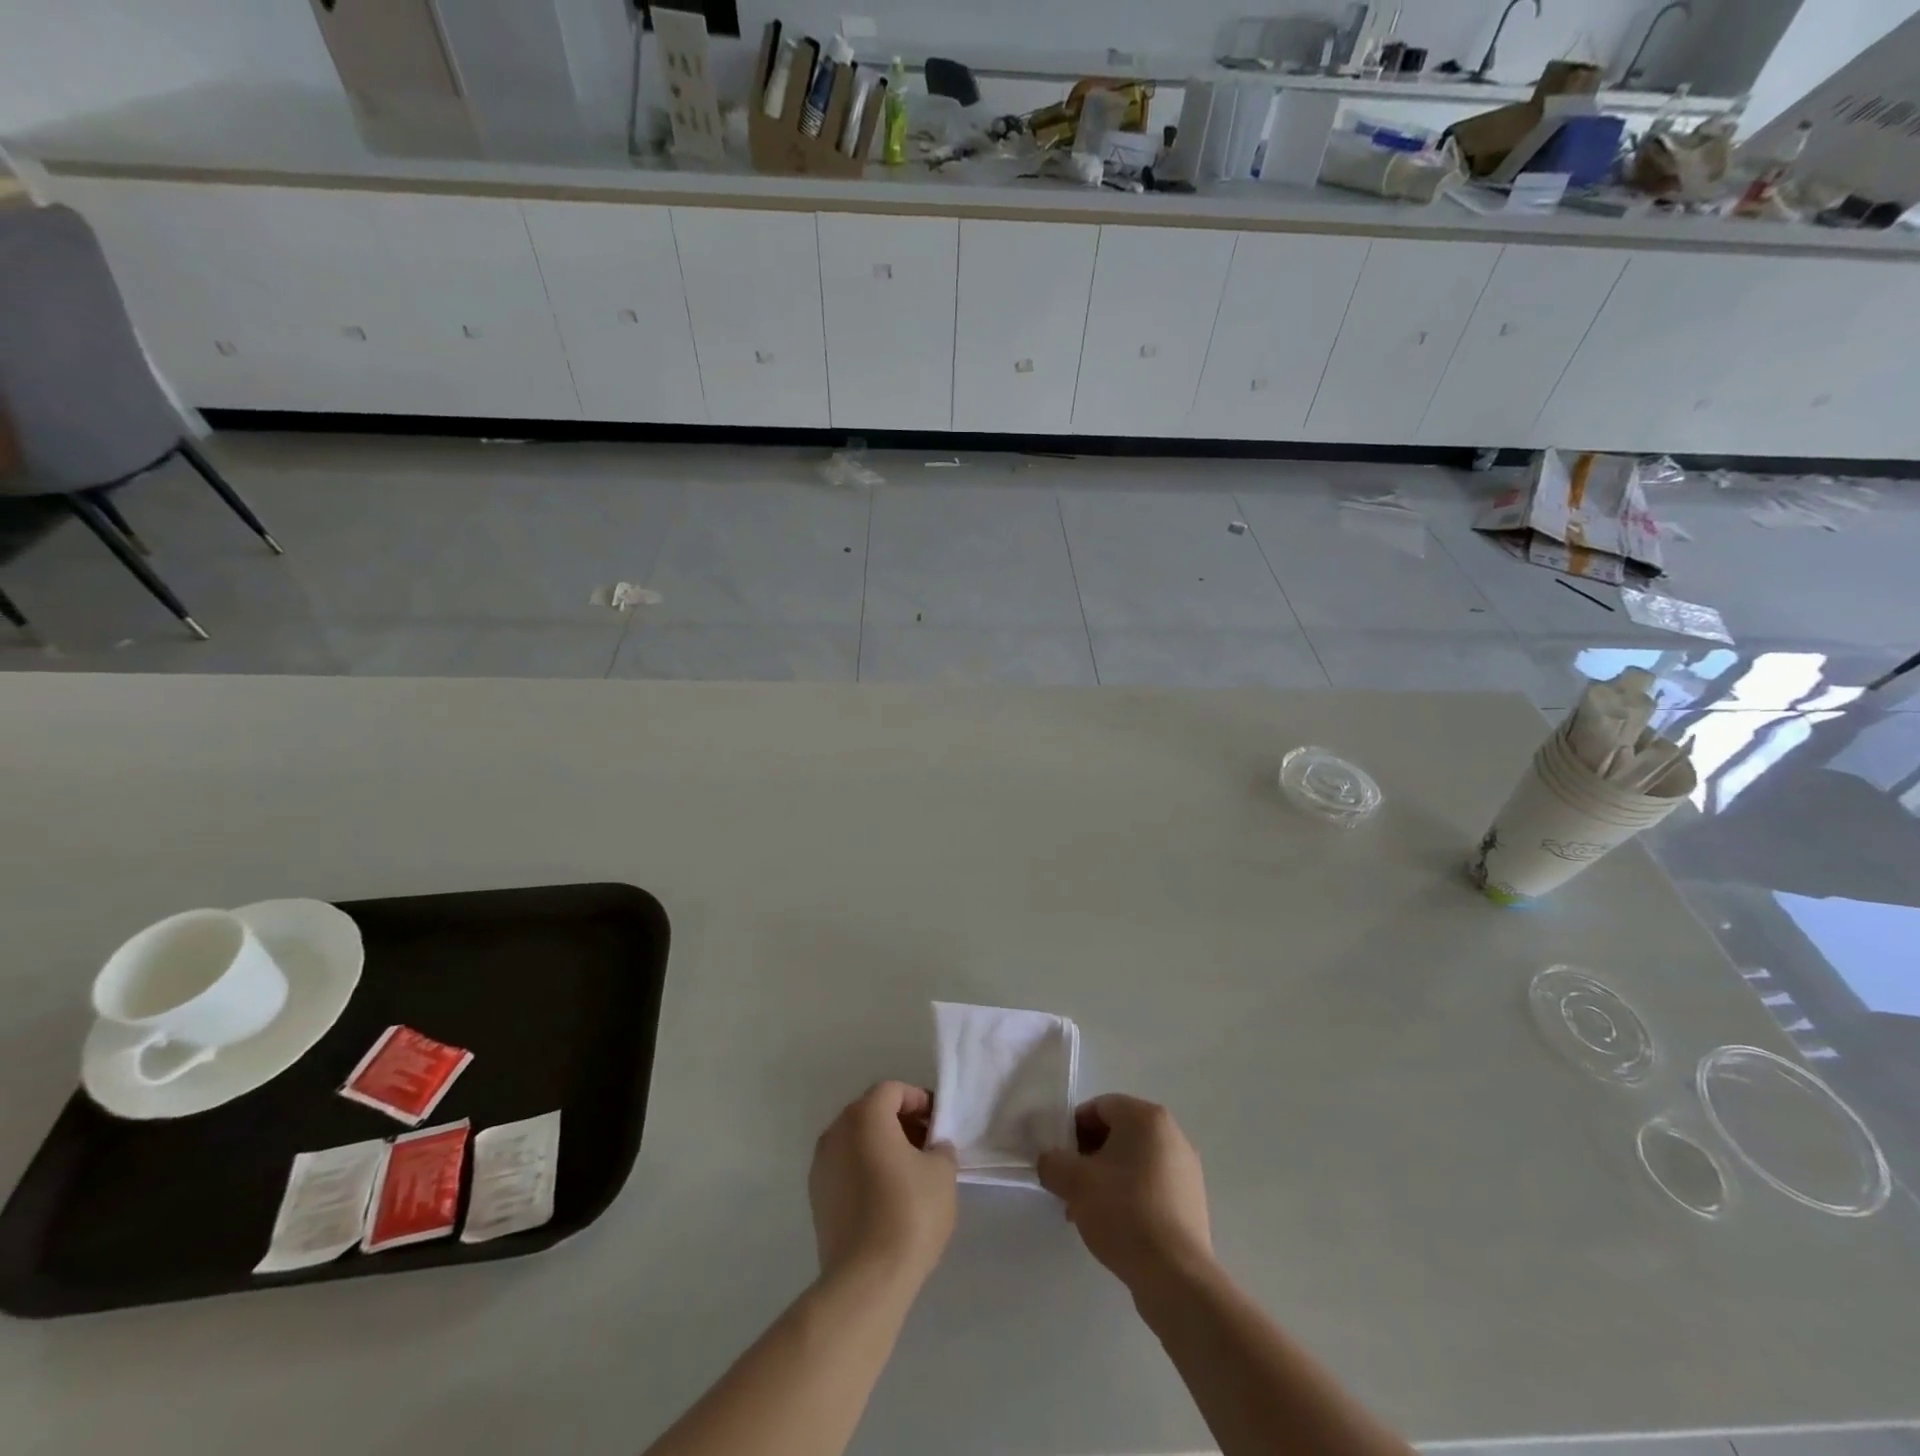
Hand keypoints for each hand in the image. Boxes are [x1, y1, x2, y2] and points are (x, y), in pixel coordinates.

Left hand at [809, 1082, 957, 1287]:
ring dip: (884, 1147)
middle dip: (902, 1123)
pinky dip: (867, 1170)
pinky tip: (888, 1198)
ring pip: (857, 1141)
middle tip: (929, 1146)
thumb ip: (940, 1148)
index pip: (893, 1091)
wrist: (865, 1281)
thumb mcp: (942, 1173)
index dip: (919, 1101)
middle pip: (872, 1112)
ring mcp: (821, 1165)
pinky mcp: (817, 1198)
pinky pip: (846, 1168)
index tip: (939, 1125)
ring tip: (911, 1174)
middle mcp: (836, 1131)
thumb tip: (933, 1149)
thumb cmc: (908, 1213)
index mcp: (864, 1116)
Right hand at [1037, 1095, 1212, 1294]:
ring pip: (1134, 1161)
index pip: (1099, 1107)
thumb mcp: (1074, 1183)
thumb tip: (1049, 1161)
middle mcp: (1172, 1133)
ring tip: (1088, 1212)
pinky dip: (1130, 1195)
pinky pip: (1152, 1184)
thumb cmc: (1123, 1213)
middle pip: (1118, 1133)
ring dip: (1107, 1178)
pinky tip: (1116, 1226)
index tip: (1059, 1159)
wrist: (1175, 1276)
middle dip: (1089, 1156)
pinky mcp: (1192, 1200)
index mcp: (1146, 1117)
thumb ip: (1052, 1162)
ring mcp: (1186, 1168)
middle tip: (1070, 1186)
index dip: (1073, 1129)